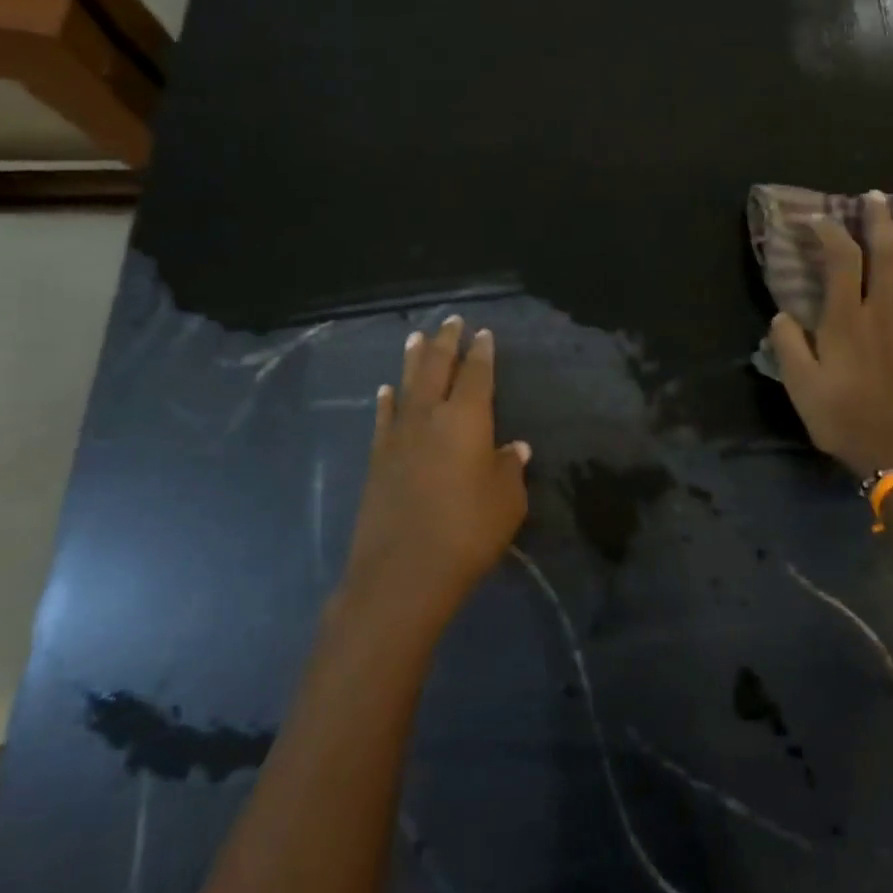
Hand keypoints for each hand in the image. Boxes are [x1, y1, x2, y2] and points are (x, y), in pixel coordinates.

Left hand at [340, 316, 530, 636]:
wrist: (402, 572)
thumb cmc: (467, 533)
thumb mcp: (507, 502)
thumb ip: (510, 469)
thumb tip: (515, 448)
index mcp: (466, 419)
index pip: (476, 374)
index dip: (481, 352)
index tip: (483, 333)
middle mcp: (429, 417)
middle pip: (437, 367)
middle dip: (446, 341)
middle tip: (451, 320)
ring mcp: (398, 436)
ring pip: (407, 384)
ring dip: (414, 359)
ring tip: (417, 337)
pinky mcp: (376, 459)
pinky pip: (384, 417)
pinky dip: (387, 400)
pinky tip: (386, 390)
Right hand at [770, 191, 892, 477]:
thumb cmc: (842, 418)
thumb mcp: (800, 386)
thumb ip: (789, 345)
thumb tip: (783, 314)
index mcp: (845, 321)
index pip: (841, 262)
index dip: (830, 234)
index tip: (818, 219)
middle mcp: (881, 313)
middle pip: (884, 256)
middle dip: (878, 222)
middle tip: (875, 196)